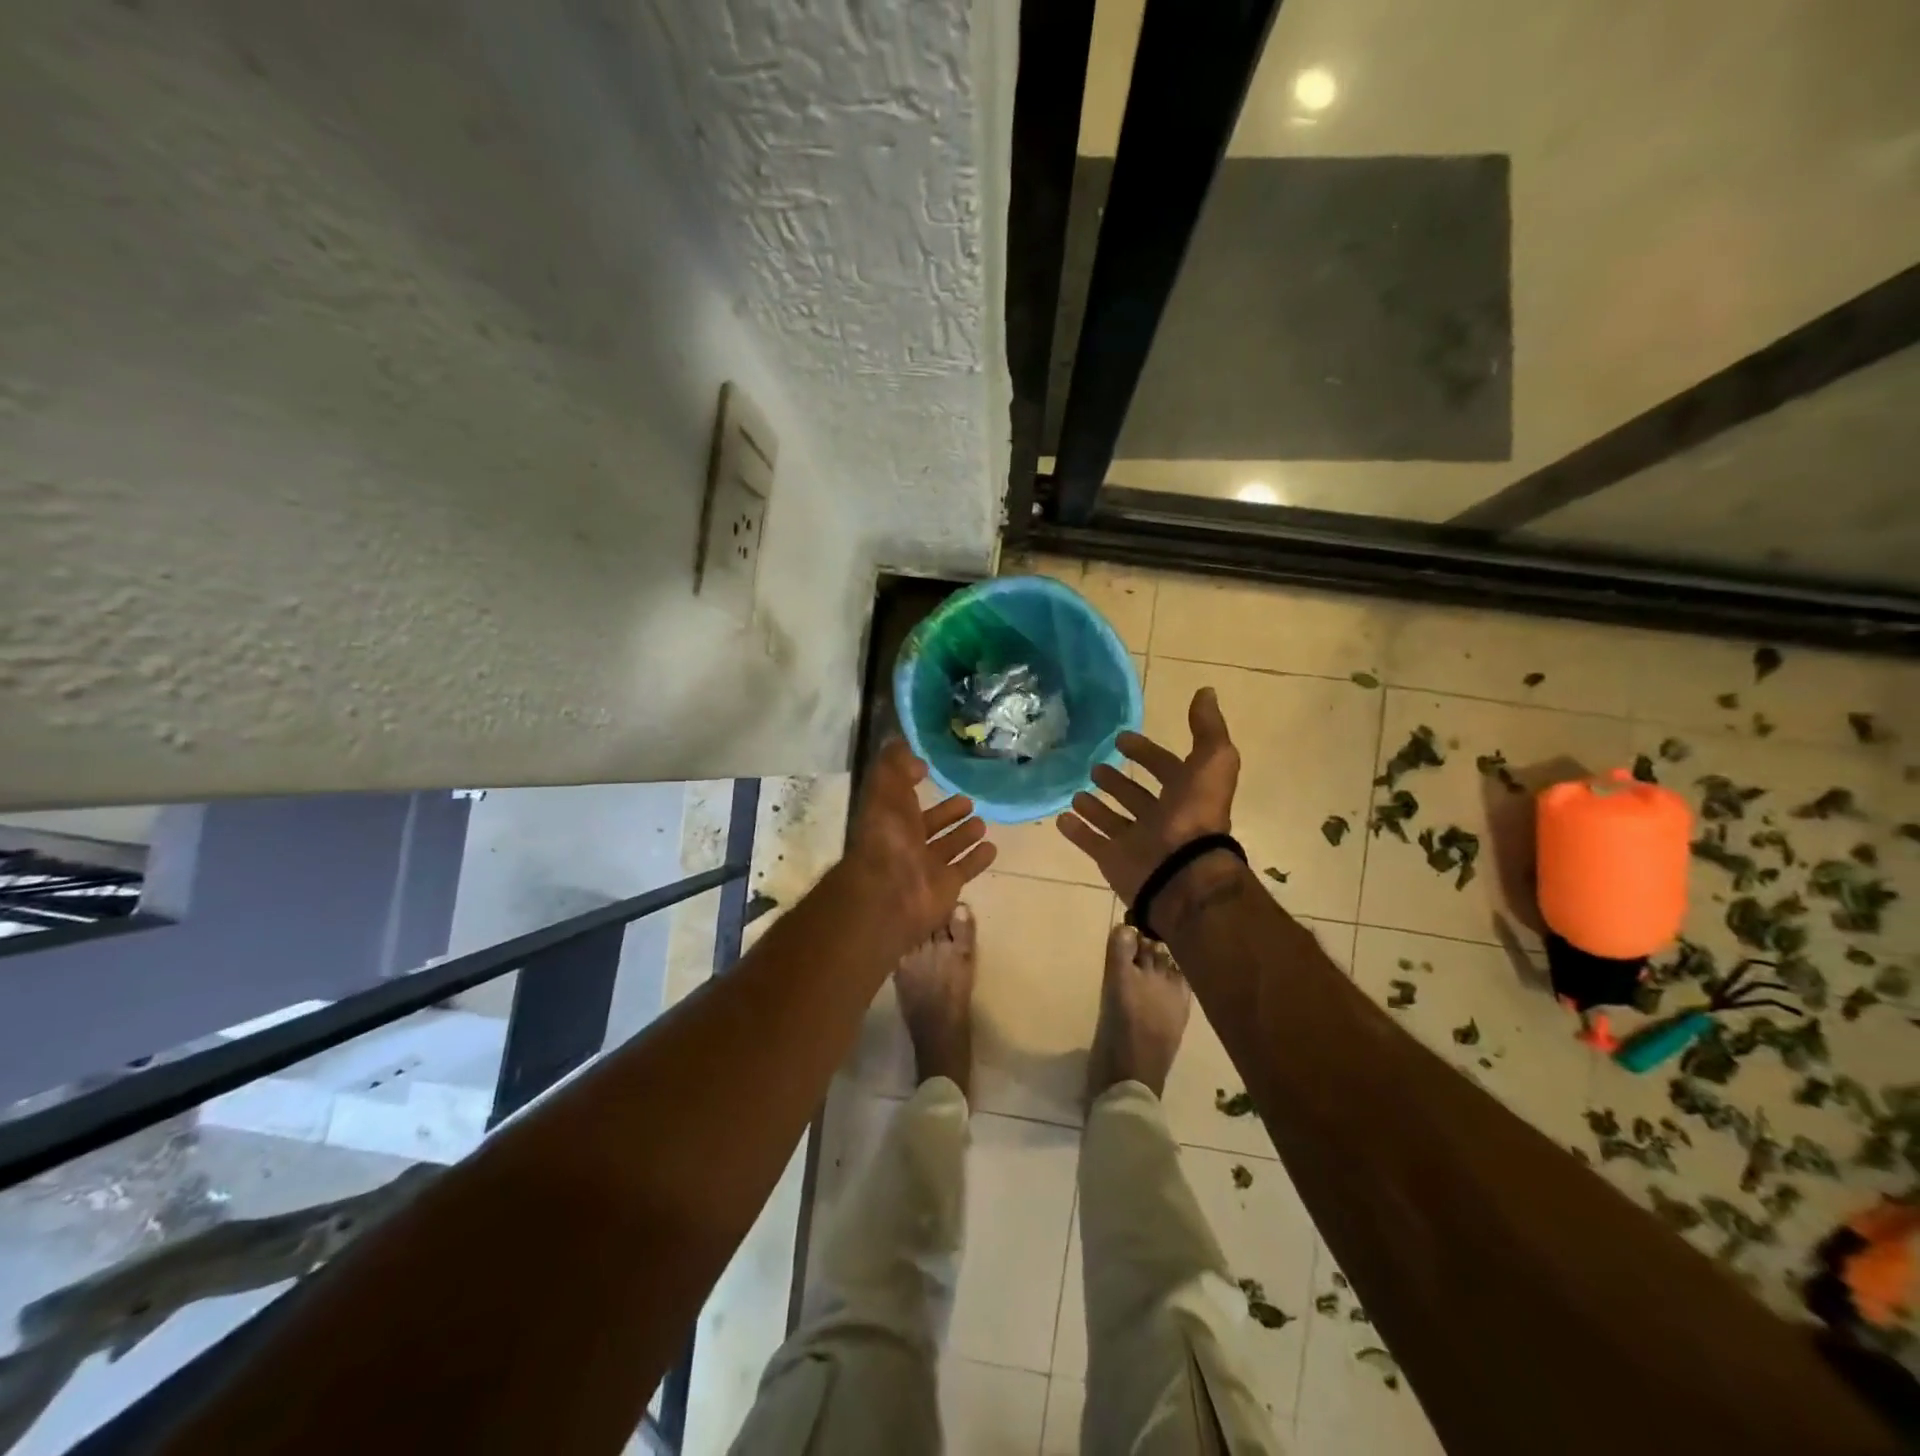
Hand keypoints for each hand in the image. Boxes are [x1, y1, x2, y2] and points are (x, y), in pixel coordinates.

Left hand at [841, 740, 996, 949]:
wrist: (891, 894)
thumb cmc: (887, 837)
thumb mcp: (884, 789)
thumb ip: (895, 765)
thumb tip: (914, 756)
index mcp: (888, 818)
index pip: (902, 797)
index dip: (914, 783)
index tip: (933, 768)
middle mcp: (905, 842)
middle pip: (928, 824)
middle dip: (947, 812)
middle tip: (969, 799)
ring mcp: (926, 866)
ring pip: (948, 846)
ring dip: (964, 834)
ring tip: (983, 821)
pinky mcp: (946, 886)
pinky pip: (964, 868)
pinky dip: (977, 859)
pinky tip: (992, 847)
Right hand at [1055, 687, 1239, 902]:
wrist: (1181, 872)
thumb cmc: (1194, 815)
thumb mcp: (1212, 762)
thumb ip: (1207, 729)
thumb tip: (1206, 692)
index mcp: (1185, 795)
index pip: (1165, 768)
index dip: (1146, 753)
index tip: (1121, 738)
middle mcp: (1161, 818)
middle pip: (1136, 795)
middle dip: (1118, 780)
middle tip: (1095, 765)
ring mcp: (1136, 841)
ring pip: (1112, 819)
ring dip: (1095, 805)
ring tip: (1076, 791)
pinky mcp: (1114, 860)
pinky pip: (1091, 843)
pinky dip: (1077, 831)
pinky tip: (1061, 818)